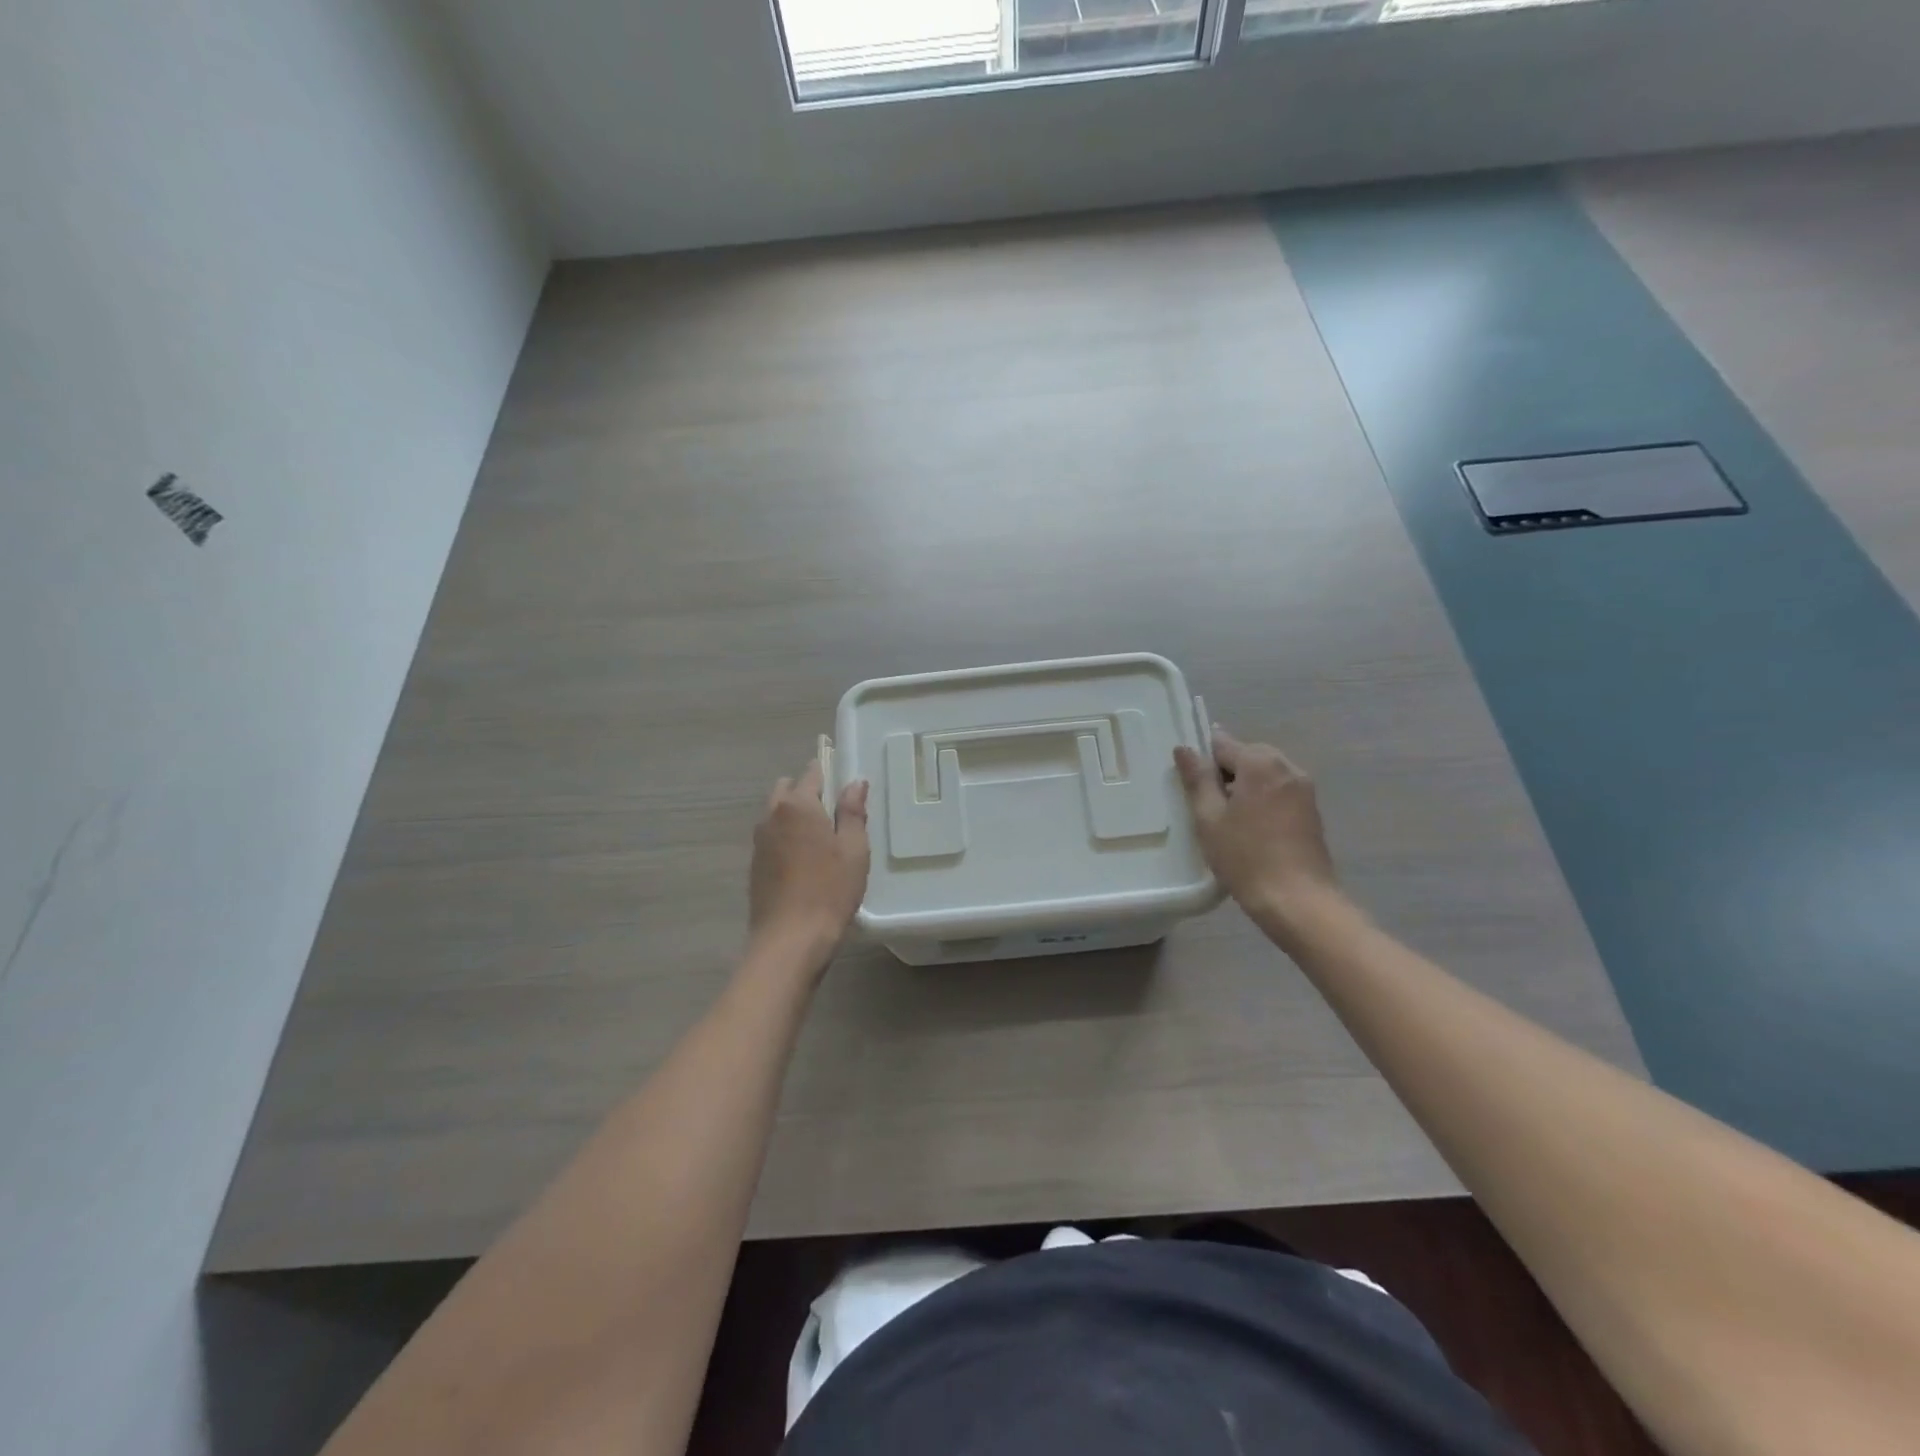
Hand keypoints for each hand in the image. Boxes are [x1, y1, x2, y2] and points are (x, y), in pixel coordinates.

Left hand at [749, 759, 870, 961]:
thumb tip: (855, 782)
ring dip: (795, 815)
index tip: (844, 783)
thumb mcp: (853, 849)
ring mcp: (759, 840)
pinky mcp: (754, 864)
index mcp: (797, 805)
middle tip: (835, 814)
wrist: (789, 939)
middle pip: (788, 789)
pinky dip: (786, 837)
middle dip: (808, 792)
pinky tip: (804, 861)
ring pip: (776, 813)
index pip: (812, 773)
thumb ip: (852, 811)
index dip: (828, 772)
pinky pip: (771, 836)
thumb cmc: (830, 890)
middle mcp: (772, 815)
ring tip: (821, 839)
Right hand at [1173, 729, 1340, 935]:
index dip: (1202, 758)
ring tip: (1226, 818)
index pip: (1222, 743)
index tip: (1189, 780)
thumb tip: (1185, 749)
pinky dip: (1261, 799)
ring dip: (1244, 786)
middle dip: (1225, 772)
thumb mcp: (1209, 818)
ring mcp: (1304, 789)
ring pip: (1264, 774)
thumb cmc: (1246, 857)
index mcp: (1260, 762)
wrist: (1298, 901)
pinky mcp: (1311, 810)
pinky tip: (1249, 828)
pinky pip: (1279, 791)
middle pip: (1247, 755)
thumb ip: (1198, 779)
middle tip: (1205, 803)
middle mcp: (1287, 767)